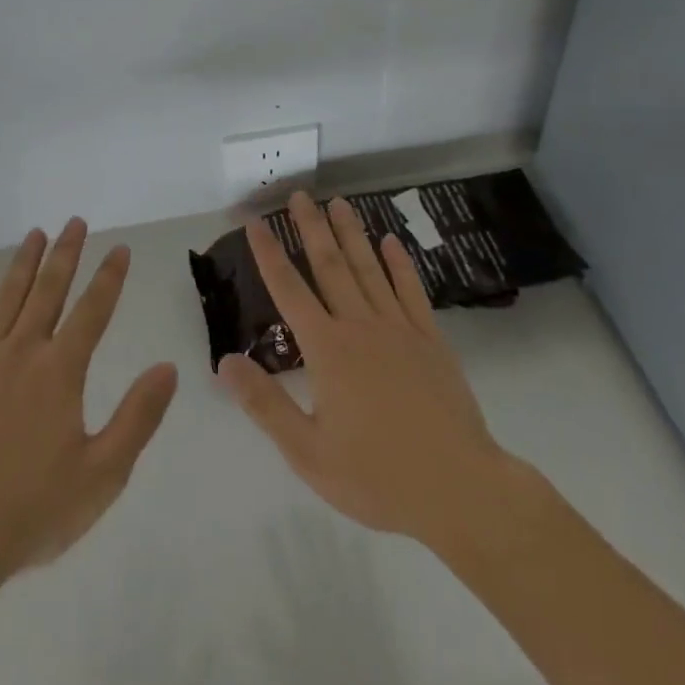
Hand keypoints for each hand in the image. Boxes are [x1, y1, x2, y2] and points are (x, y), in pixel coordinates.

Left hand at [0, 217, 178, 578]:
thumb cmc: (33, 510)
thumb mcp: (103, 474)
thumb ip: (138, 417)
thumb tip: (168, 367)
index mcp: (60, 371)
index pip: (92, 311)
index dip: (109, 277)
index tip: (120, 248)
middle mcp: (22, 353)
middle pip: (47, 291)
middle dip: (65, 253)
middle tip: (74, 221)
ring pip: (7, 299)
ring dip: (23, 263)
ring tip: (35, 234)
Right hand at [219, 190, 525, 550]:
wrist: (459, 490)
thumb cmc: (377, 477)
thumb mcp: (309, 453)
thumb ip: (265, 404)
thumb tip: (225, 361)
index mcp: (328, 350)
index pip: (289, 290)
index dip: (269, 254)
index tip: (256, 221)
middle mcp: (360, 326)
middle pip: (329, 265)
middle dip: (311, 228)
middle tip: (299, 194)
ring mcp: (399, 328)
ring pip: (368, 268)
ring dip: (351, 233)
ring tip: (338, 202)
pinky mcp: (430, 339)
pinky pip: (410, 290)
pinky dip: (399, 263)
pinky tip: (391, 241)